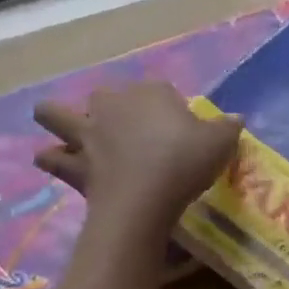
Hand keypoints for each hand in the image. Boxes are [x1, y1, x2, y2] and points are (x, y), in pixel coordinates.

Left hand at [34, 82, 241, 232]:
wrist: (145, 198)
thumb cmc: (185, 162)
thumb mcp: (221, 143)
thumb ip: (228, 127)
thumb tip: (236, 119)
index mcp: (150, 93)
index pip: (160, 90)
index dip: (168, 108)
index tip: (180, 129)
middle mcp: (112, 104)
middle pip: (105, 96)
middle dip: (111, 108)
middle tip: (129, 133)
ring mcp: (87, 133)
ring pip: (55, 114)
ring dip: (57, 119)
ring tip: (71, 134)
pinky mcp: (73, 163)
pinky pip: (52, 158)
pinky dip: (54, 160)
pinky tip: (61, 165)